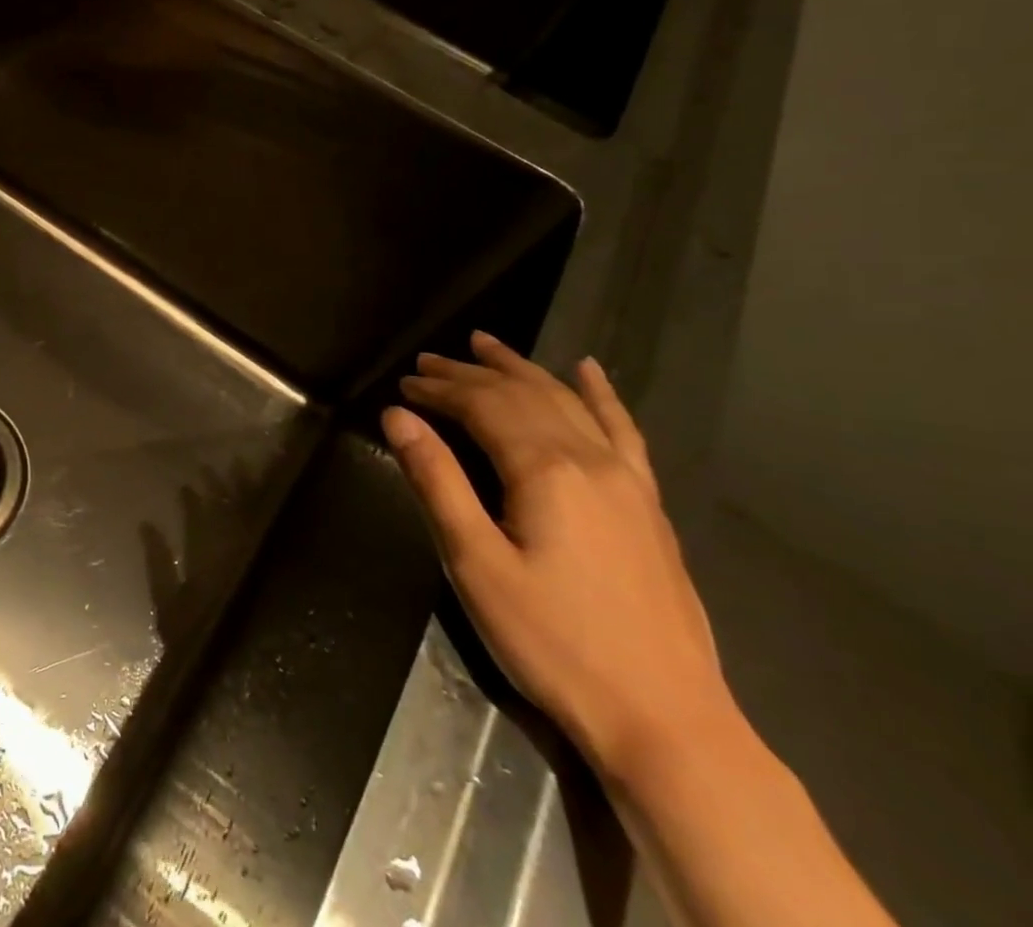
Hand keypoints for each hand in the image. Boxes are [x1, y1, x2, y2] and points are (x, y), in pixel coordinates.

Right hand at [383, 331, 731, 781]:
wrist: (666, 721)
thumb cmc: (553, 642)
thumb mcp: (476, 564)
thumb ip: (437, 481)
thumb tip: (398, 416)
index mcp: (545, 470)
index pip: (482, 406)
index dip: (440, 390)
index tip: (403, 385)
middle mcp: (590, 459)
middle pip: (521, 395)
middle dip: (470, 373)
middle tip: (428, 361)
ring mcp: (628, 480)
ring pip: (567, 401)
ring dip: (522, 369)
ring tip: (486, 344)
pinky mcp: (648, 505)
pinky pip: (623, 431)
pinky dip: (601, 394)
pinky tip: (589, 370)